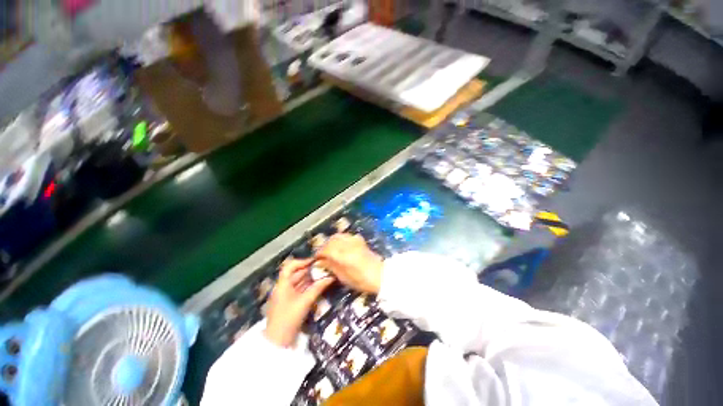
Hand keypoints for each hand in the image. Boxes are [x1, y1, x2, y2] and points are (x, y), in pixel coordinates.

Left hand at [265, 258, 334, 346]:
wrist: (277, 342)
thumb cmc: (289, 318)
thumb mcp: (305, 302)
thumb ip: (317, 288)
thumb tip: (331, 277)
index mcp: (282, 284)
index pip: (290, 266)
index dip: (302, 261)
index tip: (315, 262)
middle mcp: (283, 287)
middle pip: (296, 273)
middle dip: (309, 270)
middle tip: (323, 268)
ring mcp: (285, 295)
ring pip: (298, 282)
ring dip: (310, 279)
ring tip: (323, 276)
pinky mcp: (289, 303)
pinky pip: (299, 290)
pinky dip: (308, 287)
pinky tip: (317, 286)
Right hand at [315, 233, 383, 293]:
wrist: (380, 274)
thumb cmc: (361, 280)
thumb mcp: (343, 277)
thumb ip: (331, 267)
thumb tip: (321, 262)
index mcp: (342, 254)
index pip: (326, 249)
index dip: (319, 253)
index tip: (316, 259)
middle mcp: (347, 244)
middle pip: (331, 240)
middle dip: (325, 246)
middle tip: (323, 255)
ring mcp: (354, 240)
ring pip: (338, 236)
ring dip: (332, 242)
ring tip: (331, 250)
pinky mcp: (359, 240)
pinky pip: (346, 236)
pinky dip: (340, 239)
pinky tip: (341, 247)